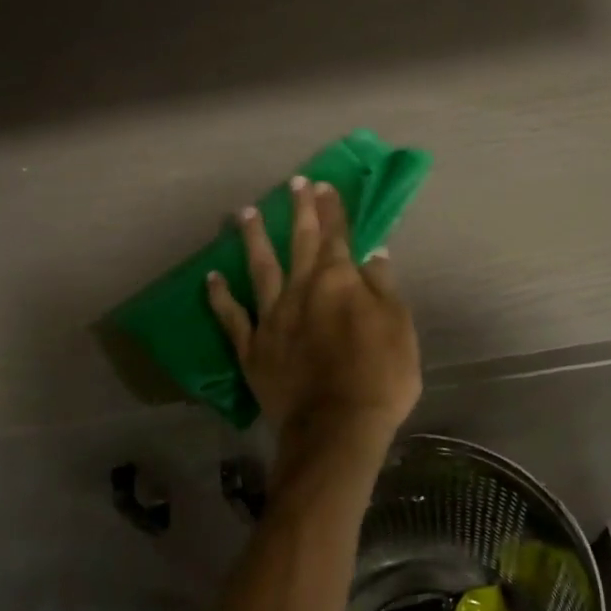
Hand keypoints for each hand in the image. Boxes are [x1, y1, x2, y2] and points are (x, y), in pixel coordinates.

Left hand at [207, 176, 420, 484]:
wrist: (337, 427)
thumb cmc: (380, 377)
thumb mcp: (399, 327)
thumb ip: (383, 287)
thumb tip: (372, 255)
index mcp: (338, 281)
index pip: (337, 236)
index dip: (332, 209)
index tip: (324, 185)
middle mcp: (301, 289)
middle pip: (300, 242)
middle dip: (298, 211)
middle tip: (292, 183)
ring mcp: (272, 317)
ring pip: (260, 268)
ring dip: (252, 239)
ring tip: (243, 213)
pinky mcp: (252, 347)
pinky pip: (231, 317)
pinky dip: (220, 296)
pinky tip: (211, 277)